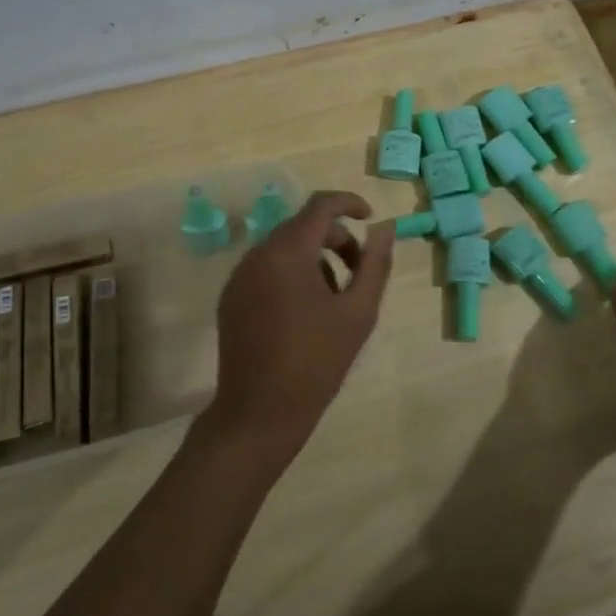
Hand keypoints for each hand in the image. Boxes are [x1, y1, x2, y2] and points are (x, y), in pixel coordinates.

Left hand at [205, 190, 394, 460]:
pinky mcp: (231, 298)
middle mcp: (258, 254)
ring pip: (284, 248)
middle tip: (359, 271)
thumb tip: (384, 228)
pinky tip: (305, 313)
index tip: (371, 217)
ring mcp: (239, 276)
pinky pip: (266, 269)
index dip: (349, 203)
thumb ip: (375, 263)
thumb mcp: (359, 312)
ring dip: (314, 258)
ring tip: (334, 299)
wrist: (260, 412)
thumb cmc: (317, 361)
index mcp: (288, 252)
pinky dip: (291, 274)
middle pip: (302, 226)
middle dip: (335, 239)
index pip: (321, 205)